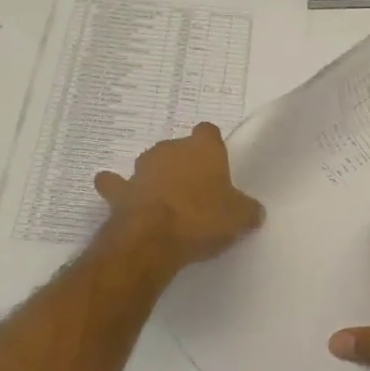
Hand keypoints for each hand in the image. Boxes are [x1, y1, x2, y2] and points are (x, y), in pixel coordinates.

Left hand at [95, 123, 264, 273]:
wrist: (153, 238)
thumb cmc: (203, 219)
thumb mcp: (240, 218)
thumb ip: (247, 210)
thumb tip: (253, 212)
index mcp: (203, 148)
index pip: (208, 132)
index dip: (213, 148)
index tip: (217, 166)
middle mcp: (170, 149)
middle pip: (178, 149)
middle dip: (184, 165)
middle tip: (195, 191)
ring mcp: (141, 168)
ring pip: (150, 164)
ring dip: (156, 177)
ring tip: (165, 201)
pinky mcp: (119, 190)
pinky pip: (116, 185)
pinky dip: (119, 190)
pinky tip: (124, 200)